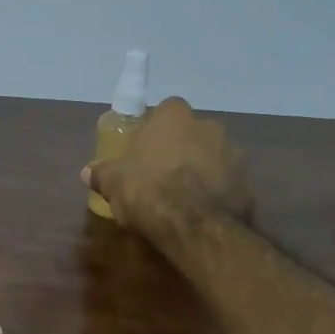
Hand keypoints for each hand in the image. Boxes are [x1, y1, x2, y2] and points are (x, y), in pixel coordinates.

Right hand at [83, 96, 253, 231]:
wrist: (194, 225)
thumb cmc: (148, 190)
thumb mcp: (113, 182)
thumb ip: (101, 173)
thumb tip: (87, 172)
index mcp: (174, 118)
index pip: (168, 108)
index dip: (157, 126)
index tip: (146, 146)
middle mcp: (208, 127)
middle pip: (193, 132)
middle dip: (181, 148)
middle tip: (162, 172)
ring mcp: (233, 155)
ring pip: (213, 157)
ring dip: (201, 171)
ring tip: (183, 198)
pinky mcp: (247, 184)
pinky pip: (227, 184)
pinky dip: (216, 194)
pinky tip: (201, 213)